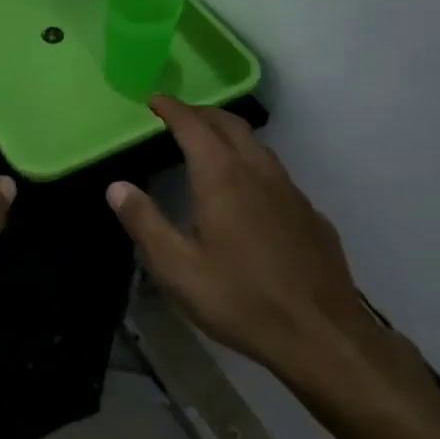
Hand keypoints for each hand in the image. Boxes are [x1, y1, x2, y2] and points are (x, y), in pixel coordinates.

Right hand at [108, 98, 426, 405]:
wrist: (323, 338)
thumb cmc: (241, 299)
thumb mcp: (177, 268)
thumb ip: (144, 222)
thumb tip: (116, 186)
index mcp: (222, 176)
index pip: (192, 125)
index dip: (171, 109)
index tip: (154, 100)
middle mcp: (258, 172)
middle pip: (230, 124)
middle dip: (202, 114)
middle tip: (179, 116)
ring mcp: (291, 192)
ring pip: (258, 146)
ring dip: (230, 135)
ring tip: (212, 145)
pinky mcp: (312, 216)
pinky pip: (278, 176)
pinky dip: (255, 167)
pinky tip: (252, 194)